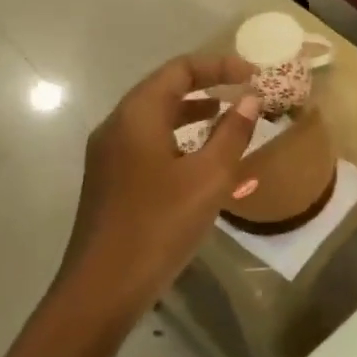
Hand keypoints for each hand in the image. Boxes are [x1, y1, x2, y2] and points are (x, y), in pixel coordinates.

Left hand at [60, 54, 261, 325]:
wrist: (102, 289)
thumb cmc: (159, 225)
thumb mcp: (209, 177)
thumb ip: (232, 133)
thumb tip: (250, 98)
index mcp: (137, 116)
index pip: (180, 70)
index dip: (219, 66)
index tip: (253, 76)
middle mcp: (117, 126)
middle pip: (165, 89)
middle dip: (207, 86)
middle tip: (244, 93)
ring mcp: (109, 155)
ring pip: (156, 118)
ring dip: (193, 113)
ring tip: (229, 120)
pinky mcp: (111, 181)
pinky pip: (149, 144)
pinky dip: (179, 140)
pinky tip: (203, 162)